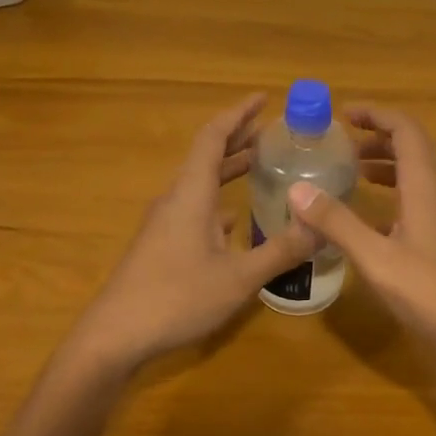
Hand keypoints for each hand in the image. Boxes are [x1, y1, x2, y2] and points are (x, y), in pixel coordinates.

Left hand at [66, 94, 317, 373]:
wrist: (114, 336)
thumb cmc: (176, 298)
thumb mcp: (238, 278)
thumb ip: (281, 251)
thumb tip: (321, 225)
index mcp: (191, 193)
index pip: (213, 137)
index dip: (238, 114)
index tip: (264, 99)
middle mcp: (176, 199)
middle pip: (207, 156)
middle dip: (239, 138)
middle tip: (274, 131)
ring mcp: (165, 222)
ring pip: (200, 183)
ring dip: (229, 169)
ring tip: (262, 165)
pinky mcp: (161, 244)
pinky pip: (195, 207)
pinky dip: (219, 200)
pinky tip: (237, 219)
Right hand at [288, 105, 435, 391]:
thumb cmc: (431, 294)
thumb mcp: (376, 259)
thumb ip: (337, 223)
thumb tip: (297, 189)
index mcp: (426, 188)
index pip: (407, 131)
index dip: (378, 115)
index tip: (345, 114)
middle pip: (414, 148)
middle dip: (379, 136)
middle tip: (344, 141)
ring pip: (417, 175)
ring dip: (387, 164)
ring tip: (353, 170)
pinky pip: (418, 200)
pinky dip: (393, 194)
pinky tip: (370, 216)